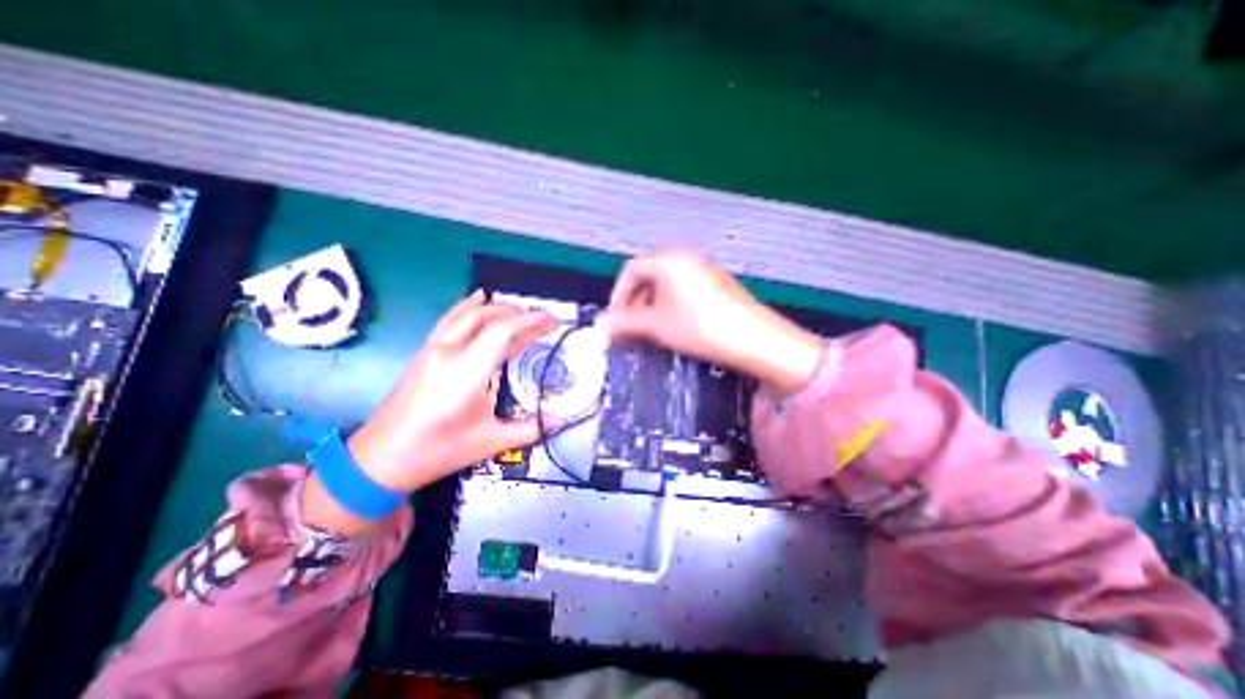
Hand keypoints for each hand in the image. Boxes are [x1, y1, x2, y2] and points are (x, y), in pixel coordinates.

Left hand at [300, 288, 554, 535]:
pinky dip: (468, 307)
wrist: (379, 461)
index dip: (530, 321)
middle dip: (517, 313)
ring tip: (518, 309)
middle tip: (541, 319)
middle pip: (485, 316)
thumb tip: (559, 420)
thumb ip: (529, 428)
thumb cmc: (438, 451)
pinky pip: (449, 320)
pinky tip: (477, 301)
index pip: (502, 331)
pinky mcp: (423, 354)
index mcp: (466, 371)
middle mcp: (448, 352)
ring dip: (495, 307)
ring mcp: (432, 350)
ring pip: (465, 314)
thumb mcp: (490, 442)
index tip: (552, 320)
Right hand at [603, 247, 824, 398]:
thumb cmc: (699, 327)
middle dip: (634, 302)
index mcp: (668, 261)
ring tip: (651, 331)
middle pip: (649, 276)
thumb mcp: (657, 326)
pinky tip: (676, 327)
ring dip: (652, 306)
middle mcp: (686, 259)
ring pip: (667, 285)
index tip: (614, 320)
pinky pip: (685, 291)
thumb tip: (599, 326)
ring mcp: (705, 271)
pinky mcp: (719, 286)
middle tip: (630, 328)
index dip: (617, 295)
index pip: (631, 270)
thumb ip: (625, 323)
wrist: (754, 340)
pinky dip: (672, 307)